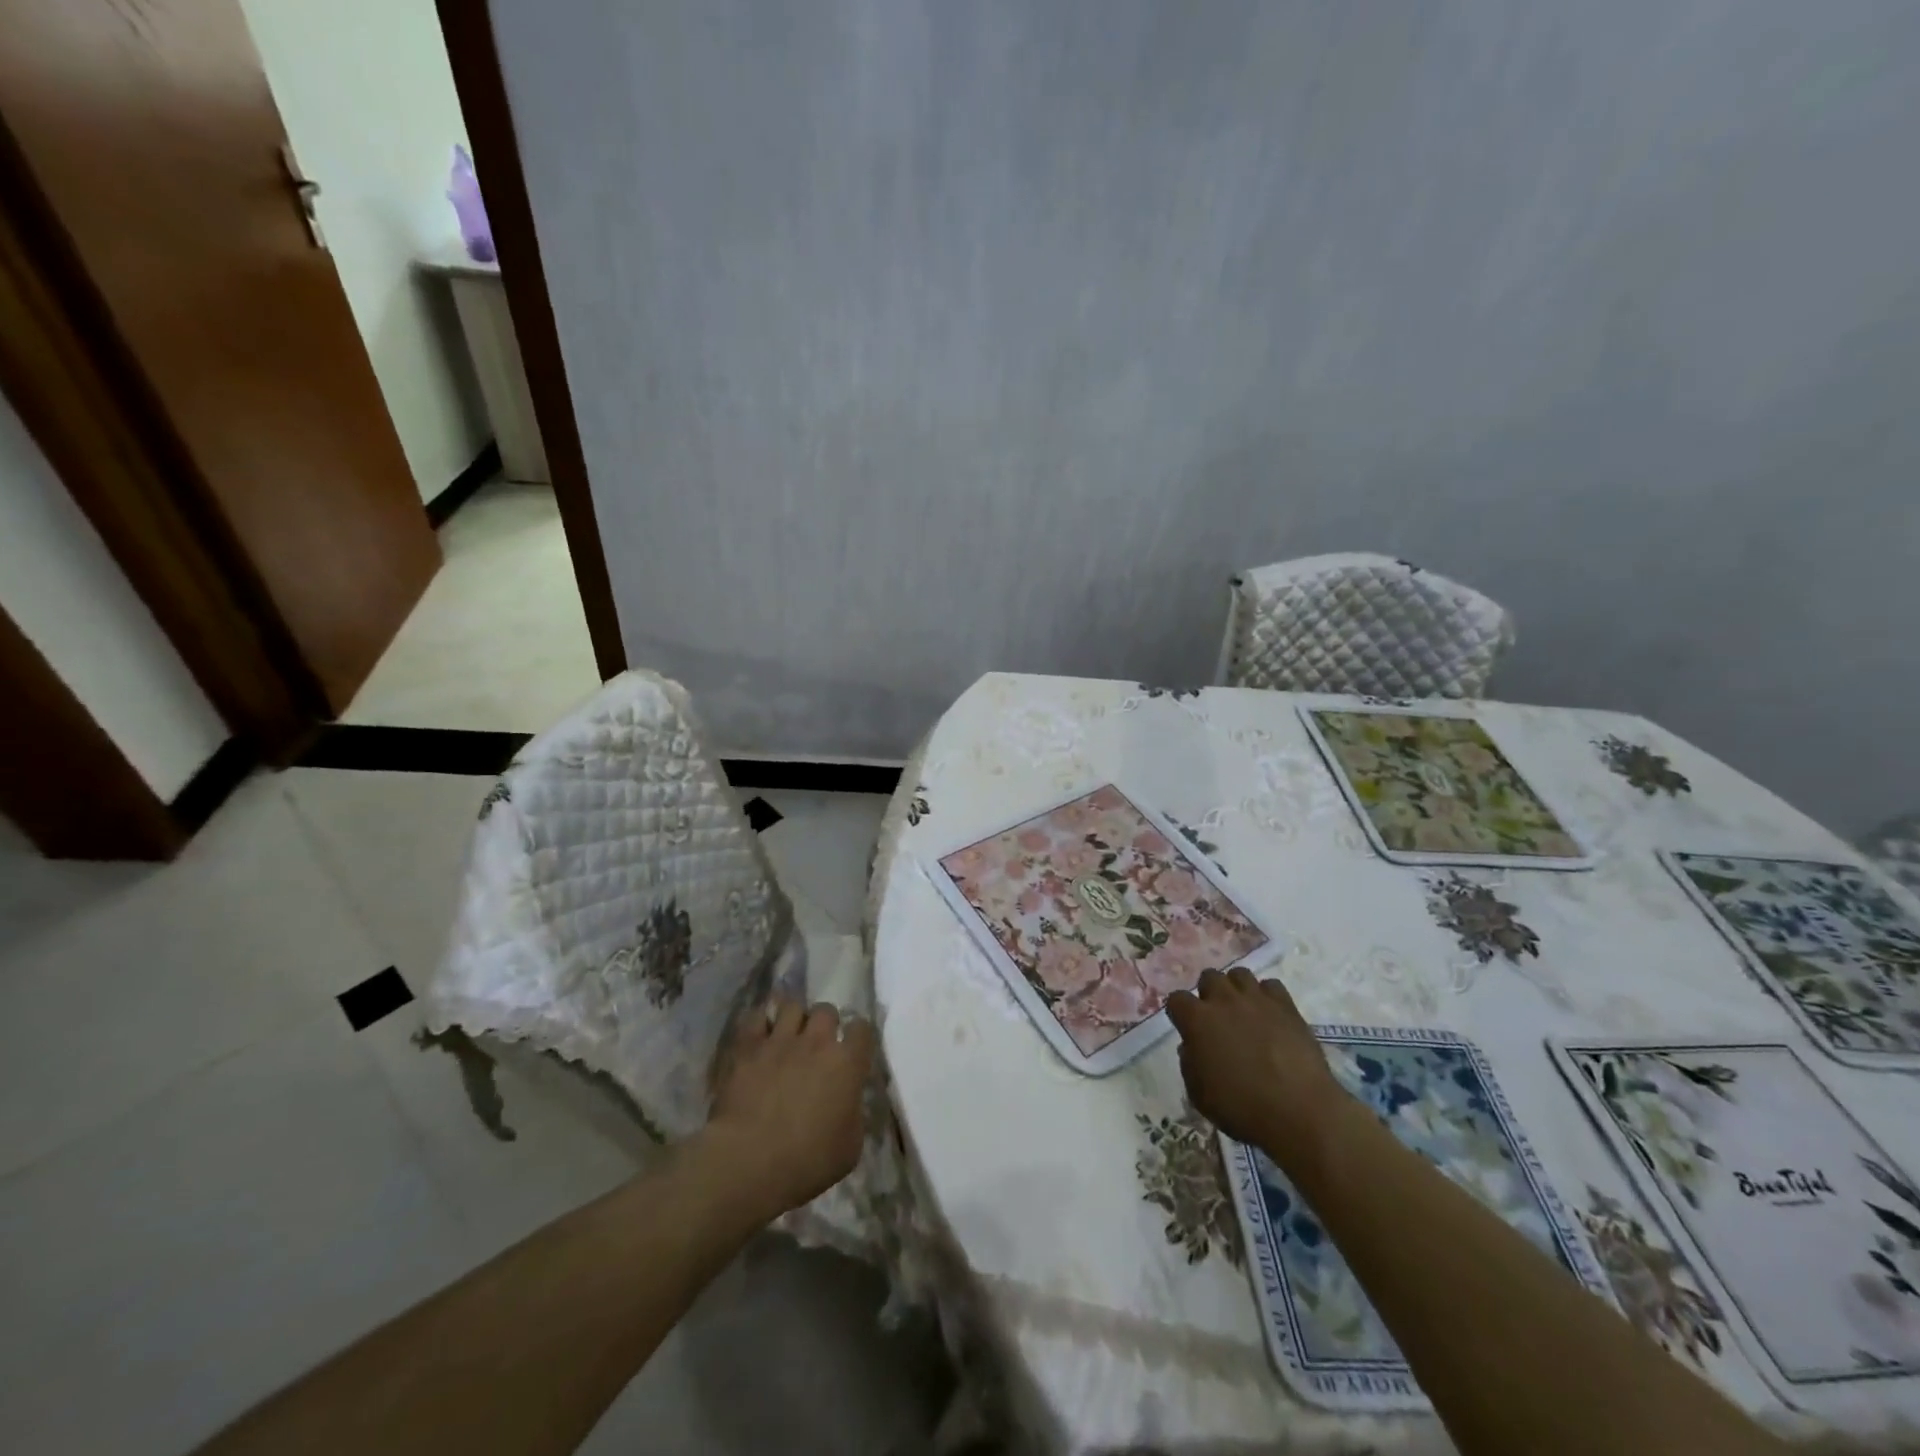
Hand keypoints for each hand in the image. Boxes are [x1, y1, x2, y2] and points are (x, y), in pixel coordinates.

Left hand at [705, 997, 875, 1219]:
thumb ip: (854, 1114)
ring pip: (792, 1006)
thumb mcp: (850, 1147)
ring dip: (793, 1018)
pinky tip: (759, 1033)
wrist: (749, 1160)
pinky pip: (757, 1017)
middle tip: (817, 1043)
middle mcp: (817, 1041)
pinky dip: (760, 1022)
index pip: (862, 1029)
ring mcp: (780, 1040)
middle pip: (826, 1010)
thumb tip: (849, 1102)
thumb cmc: (807, 1161)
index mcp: (847, 1063)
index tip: (852, 1050)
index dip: (858, 1037)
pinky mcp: (747, 1046)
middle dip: (824, 1023)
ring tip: (787, 1034)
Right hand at [1166, 967, 1349, 1167]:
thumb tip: (1192, 1046)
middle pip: (1209, 977)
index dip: (1180, 1013)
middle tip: (1217, 1018)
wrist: (1298, 1111)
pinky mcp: (1286, 1005)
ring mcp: (1256, 999)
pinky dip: (1267, 997)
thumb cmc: (1242, 1108)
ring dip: (1237, 989)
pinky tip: (1271, 1016)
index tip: (1187, 1028)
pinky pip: (1271, 986)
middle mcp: (1223, 1000)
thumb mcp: (1200, 1095)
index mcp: (1197, 1020)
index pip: (1177, 999)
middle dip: (1209, 993)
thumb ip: (1190, 1064)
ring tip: (1244, 1011)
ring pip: (1239, 974)